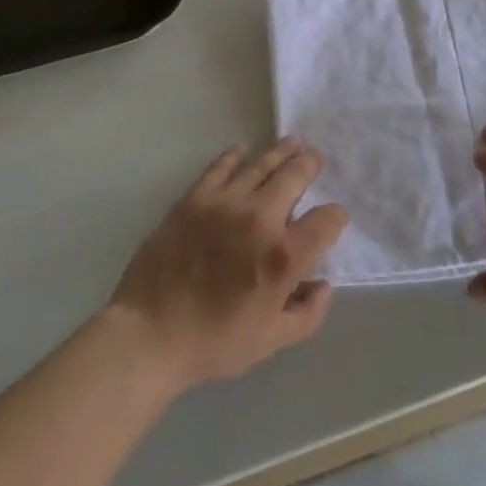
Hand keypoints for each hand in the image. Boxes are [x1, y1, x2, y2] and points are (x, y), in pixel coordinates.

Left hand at [109, 138, 347, 391]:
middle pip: (295, 176)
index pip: (326, 221)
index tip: (333, 220)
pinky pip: (220, 166)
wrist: (150, 334)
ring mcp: (226, 202)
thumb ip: (307, 314)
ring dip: (281, 152)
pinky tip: (242, 150)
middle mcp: (260, 218)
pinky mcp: (195, 197)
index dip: (335, 217)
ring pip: (261, 164)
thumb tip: (323, 285)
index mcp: (284, 256)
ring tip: (292, 143)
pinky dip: (235, 155)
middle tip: (314, 158)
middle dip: (310, 165)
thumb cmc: (214, 342)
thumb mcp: (271, 341)